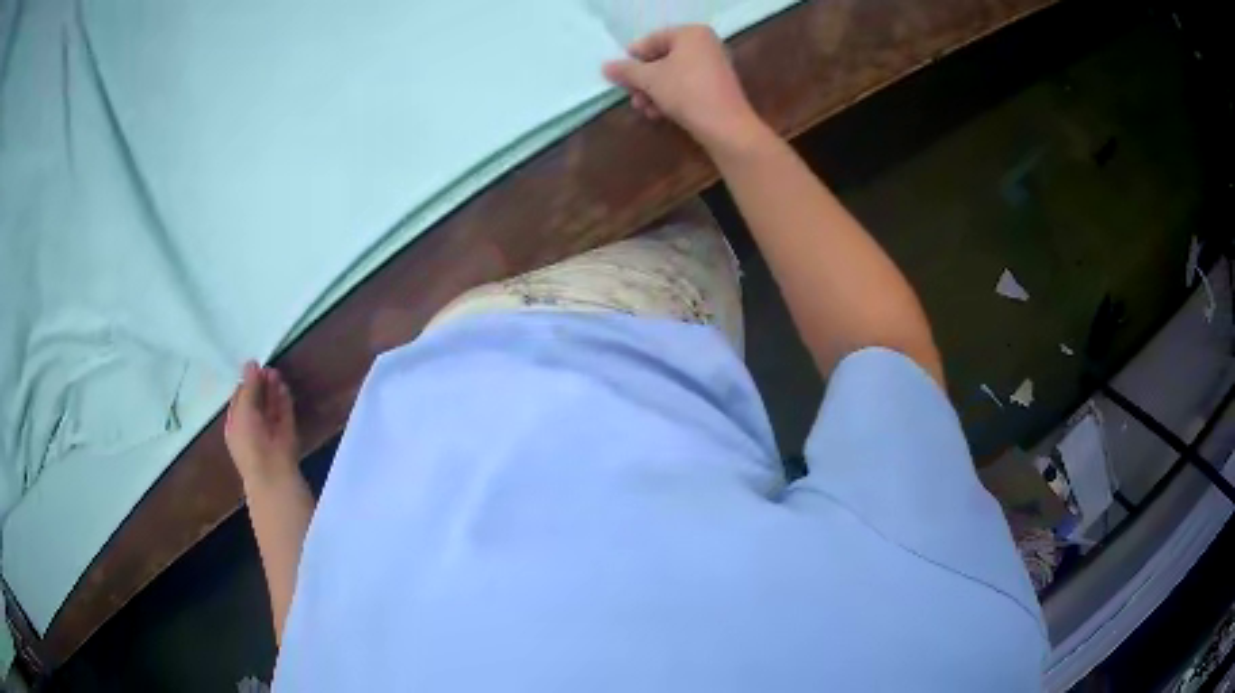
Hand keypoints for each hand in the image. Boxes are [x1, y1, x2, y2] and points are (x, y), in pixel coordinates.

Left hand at [225, 361, 300, 487]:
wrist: (272, 471)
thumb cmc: (250, 440)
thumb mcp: (243, 410)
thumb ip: (248, 386)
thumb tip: (251, 363)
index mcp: (235, 424)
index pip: (239, 399)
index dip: (245, 383)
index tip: (253, 366)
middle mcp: (252, 427)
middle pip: (256, 401)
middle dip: (260, 384)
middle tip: (266, 367)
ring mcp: (270, 430)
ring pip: (270, 405)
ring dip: (272, 389)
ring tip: (276, 372)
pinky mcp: (287, 433)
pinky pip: (284, 412)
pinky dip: (284, 399)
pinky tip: (283, 385)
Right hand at [603, 25, 767, 153]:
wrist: (726, 126)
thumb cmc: (686, 92)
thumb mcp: (649, 79)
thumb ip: (626, 71)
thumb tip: (606, 67)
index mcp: (691, 34)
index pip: (653, 40)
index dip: (633, 58)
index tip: (620, 75)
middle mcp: (705, 45)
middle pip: (663, 59)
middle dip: (643, 80)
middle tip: (630, 95)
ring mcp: (714, 67)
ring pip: (673, 75)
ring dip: (653, 92)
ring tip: (642, 108)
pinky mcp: (717, 88)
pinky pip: (687, 87)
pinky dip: (670, 98)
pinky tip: (658, 113)